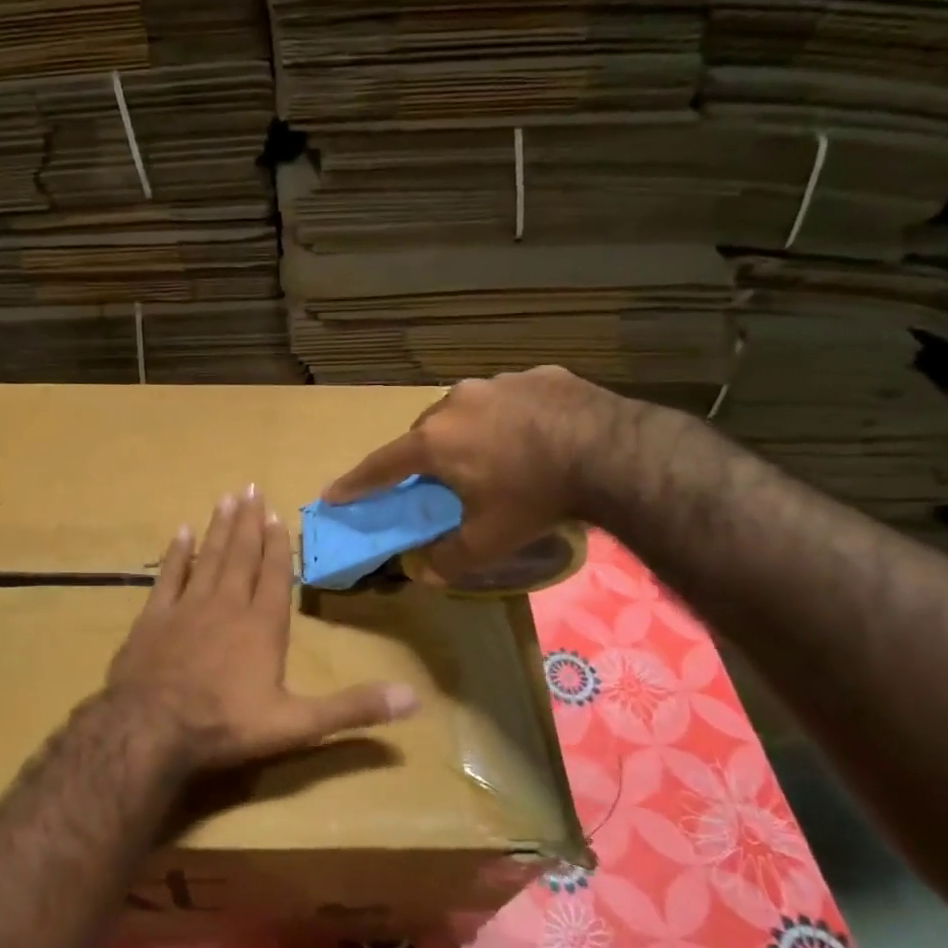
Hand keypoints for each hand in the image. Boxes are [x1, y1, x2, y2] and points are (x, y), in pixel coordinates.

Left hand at [107, 488, 419, 772]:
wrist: (151, 729)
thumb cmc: (226, 725)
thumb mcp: (298, 724)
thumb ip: (353, 709)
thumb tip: (415, 699)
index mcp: (262, 626)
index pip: (274, 576)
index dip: (277, 546)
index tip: (276, 515)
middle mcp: (227, 606)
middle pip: (241, 556)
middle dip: (248, 523)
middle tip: (251, 488)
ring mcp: (187, 607)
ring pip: (208, 557)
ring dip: (219, 527)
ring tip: (226, 498)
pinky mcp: (154, 617)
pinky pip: (168, 576)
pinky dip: (176, 553)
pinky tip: (181, 531)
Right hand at [324, 367, 644, 583]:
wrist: (614, 453)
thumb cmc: (536, 497)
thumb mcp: (490, 540)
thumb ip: (449, 558)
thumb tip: (423, 572)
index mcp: (435, 441)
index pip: (381, 465)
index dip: (356, 483)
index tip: (333, 494)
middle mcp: (456, 403)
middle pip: (425, 434)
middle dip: (425, 457)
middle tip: (441, 483)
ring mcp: (499, 383)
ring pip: (467, 411)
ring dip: (469, 433)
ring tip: (496, 458)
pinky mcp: (539, 375)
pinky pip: (510, 400)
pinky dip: (511, 419)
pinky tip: (536, 438)